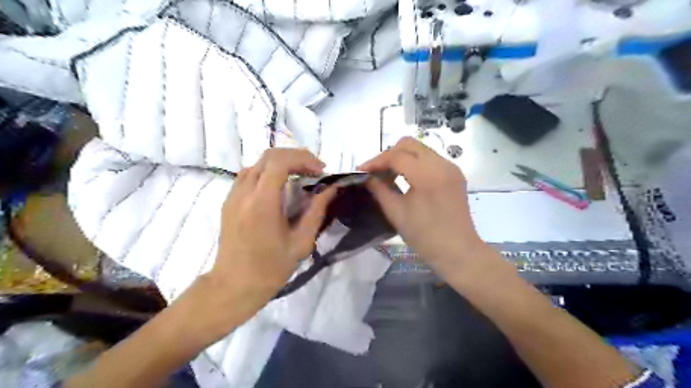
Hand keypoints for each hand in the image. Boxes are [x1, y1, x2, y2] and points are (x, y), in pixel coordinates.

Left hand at [203, 148, 336, 324]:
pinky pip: (249, 174)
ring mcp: (233, 195)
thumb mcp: (301, 243)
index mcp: (261, 204)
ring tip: (300, 176)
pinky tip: (280, 187)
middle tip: (314, 171)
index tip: (320, 171)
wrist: (234, 285)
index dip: (303, 159)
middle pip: (269, 156)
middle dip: (296, 157)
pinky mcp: (229, 201)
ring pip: (258, 162)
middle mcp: (244, 193)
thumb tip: (331, 189)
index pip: (279, 162)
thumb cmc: (271, 269)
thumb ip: (317, 211)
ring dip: (282, 163)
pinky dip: (269, 172)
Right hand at [359, 138, 487, 277]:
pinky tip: (405, 179)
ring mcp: (451, 168)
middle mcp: (442, 164)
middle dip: (388, 155)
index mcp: (428, 175)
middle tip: (375, 172)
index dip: (376, 161)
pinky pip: (429, 160)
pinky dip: (413, 164)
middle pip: (409, 144)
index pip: (397, 156)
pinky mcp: (454, 175)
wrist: (458, 252)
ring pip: (420, 150)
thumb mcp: (396, 213)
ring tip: (387, 176)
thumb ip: (379, 190)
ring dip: (401, 158)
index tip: (361, 171)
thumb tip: (367, 177)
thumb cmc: (425, 237)